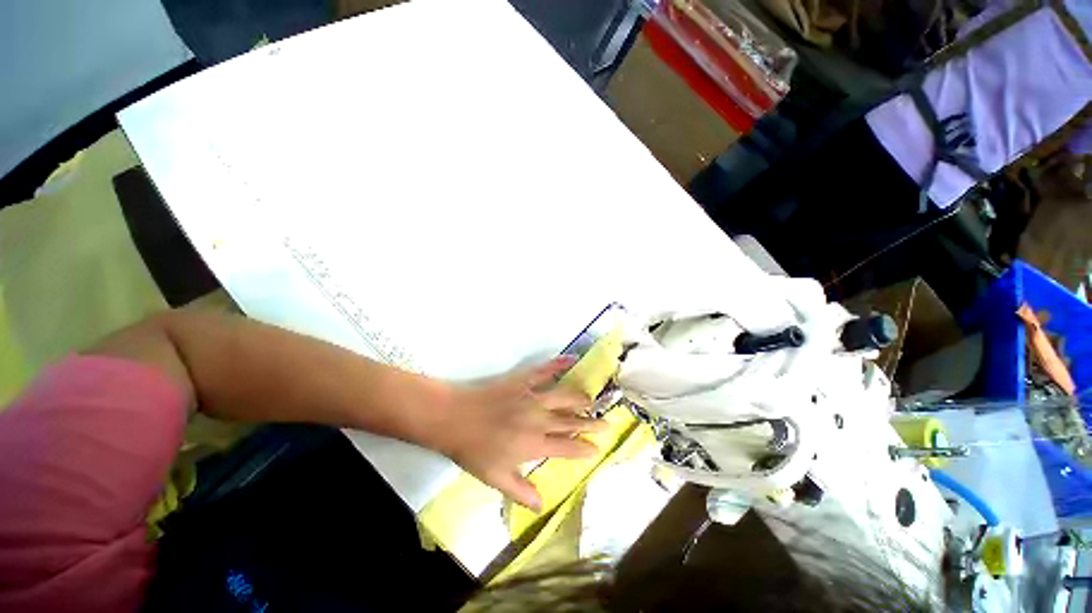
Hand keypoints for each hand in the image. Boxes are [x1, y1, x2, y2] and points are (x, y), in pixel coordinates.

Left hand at [436, 357, 606, 510]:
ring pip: (565, 396)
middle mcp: (540, 419)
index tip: (597, 448)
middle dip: (591, 423)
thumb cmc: (474, 449)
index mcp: (535, 443)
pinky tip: (571, 359)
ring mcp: (532, 396)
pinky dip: (559, 364)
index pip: (568, 447)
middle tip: (606, 422)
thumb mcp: (495, 477)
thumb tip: (542, 506)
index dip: (585, 448)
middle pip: (572, 420)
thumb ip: (520, 491)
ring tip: (592, 400)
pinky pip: (544, 370)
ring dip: (581, 398)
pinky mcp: (523, 380)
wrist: (454, 418)